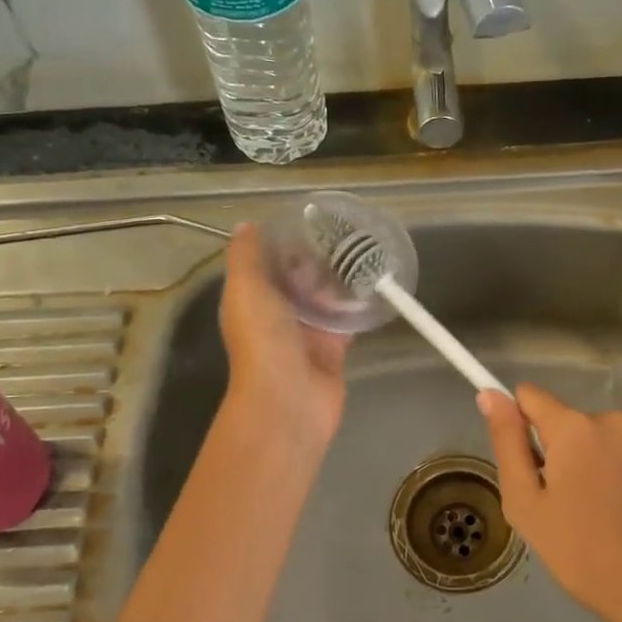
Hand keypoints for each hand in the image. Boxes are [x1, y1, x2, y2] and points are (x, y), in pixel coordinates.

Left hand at [219, 224, 350, 450]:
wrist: (290, 400)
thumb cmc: (264, 340)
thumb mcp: (246, 288)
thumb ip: (246, 256)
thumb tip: (247, 226)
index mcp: (251, 299)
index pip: (267, 264)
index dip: (284, 243)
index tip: (309, 221)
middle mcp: (276, 315)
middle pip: (298, 280)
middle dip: (316, 260)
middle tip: (345, 233)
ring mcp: (306, 334)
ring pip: (324, 300)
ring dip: (338, 281)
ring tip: (364, 251)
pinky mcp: (333, 349)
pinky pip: (346, 322)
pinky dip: (358, 307)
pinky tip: (375, 284)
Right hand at [479, 385, 621, 621]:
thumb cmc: (583, 552)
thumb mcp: (526, 504)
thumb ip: (507, 443)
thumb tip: (490, 395)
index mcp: (573, 427)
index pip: (530, 397)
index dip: (518, 423)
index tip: (524, 462)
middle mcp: (613, 421)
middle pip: (569, 424)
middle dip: (560, 454)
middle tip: (561, 506)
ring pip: (603, 442)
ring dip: (594, 465)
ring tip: (599, 516)